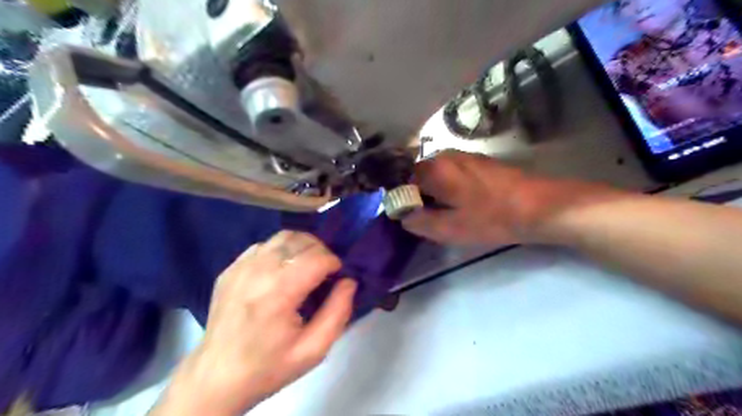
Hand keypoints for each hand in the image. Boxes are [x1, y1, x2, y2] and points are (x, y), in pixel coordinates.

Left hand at [152, 232, 356, 413]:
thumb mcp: (314, 349)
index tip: (337, 277)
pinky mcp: (230, 269)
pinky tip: (281, 271)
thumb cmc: (269, 366)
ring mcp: (241, 267)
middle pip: (301, 240)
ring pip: (282, 237)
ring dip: (302, 246)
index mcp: (279, 292)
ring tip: (306, 266)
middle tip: (325, 272)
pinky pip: (263, 246)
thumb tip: (349, 282)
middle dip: (321, 251)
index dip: (334, 263)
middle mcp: (258, 271)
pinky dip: (280, 250)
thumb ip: (338, 312)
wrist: (216, 377)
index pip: (317, 257)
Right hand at [403, 150, 621, 245]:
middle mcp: (445, 155)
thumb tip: (403, 216)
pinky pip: (452, 172)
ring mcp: (464, 155)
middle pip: (418, 174)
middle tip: (427, 216)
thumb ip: (419, 222)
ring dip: (434, 191)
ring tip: (446, 211)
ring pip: (436, 173)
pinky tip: (463, 202)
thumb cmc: (491, 218)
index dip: (402, 198)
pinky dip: (449, 186)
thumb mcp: (450, 229)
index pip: (402, 179)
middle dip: (418, 194)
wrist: (539, 206)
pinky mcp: (479, 161)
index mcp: (434, 169)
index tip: (409, 215)